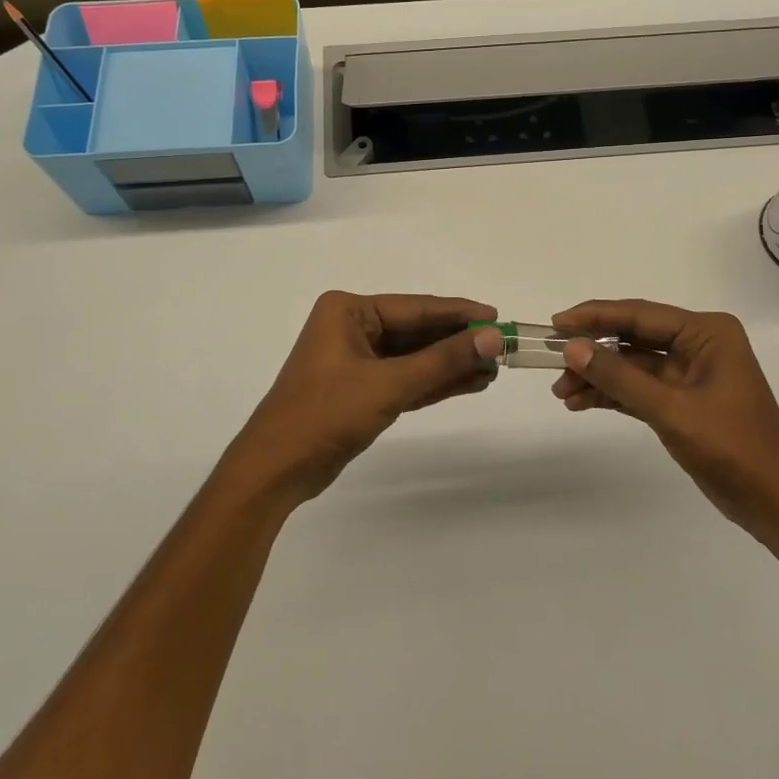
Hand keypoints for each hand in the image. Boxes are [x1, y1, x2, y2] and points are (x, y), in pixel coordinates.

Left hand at [229, 291, 505, 503]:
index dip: (459, 313)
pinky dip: (433, 383)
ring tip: (493, 368)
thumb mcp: (389, 384)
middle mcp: (351, 327)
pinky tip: (468, 383)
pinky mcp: (360, 389)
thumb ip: (443, 361)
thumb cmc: (326, 414)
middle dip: (457, 342)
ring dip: (450, 364)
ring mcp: (355, 359)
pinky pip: (404, 378)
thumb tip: (493, 337)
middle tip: (501, 348)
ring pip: (413, 357)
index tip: (497, 316)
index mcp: (349, 311)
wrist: (276, 470)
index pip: (415, 307)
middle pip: (416, 331)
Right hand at [550, 300, 778, 551]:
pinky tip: (580, 403)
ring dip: (598, 376)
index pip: (639, 314)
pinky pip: (638, 388)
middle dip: (592, 351)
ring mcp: (690, 374)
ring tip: (561, 393)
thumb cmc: (735, 449)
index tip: (555, 324)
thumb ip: (620, 378)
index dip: (594, 316)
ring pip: (631, 365)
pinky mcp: (683, 401)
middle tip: (551, 362)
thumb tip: (571, 348)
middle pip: (632, 338)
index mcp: (706, 332)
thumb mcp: (672, 411)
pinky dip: (612, 395)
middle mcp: (698, 344)